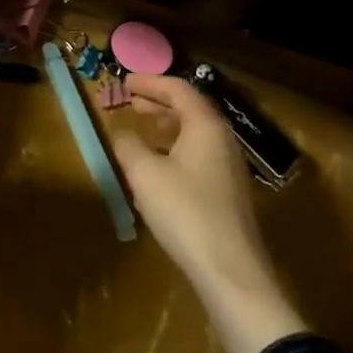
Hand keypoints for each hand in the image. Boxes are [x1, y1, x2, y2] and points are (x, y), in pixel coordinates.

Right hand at [110, 75, 304, 352]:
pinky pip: (198, 154)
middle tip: (130, 101)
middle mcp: (222, 140)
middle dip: (158, 102)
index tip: (125, 81)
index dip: (150, 82)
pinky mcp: (226, 193)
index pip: (178, 89)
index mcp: (205, 125)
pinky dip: (174, 147)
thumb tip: (122, 132)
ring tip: (141, 127)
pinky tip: (157, 165)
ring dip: (166, 125)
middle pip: (189, 108)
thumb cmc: (185, 211)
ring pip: (194, 133)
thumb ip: (128, 145)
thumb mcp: (144, 173)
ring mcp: (228, 167)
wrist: (230, 271)